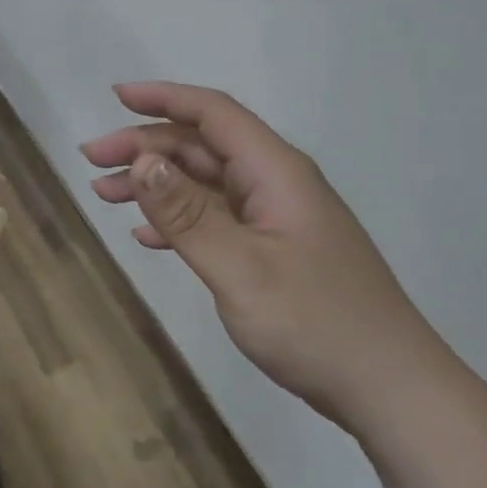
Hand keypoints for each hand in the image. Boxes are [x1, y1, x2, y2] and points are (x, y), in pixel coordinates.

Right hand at [82, 82, 445, 429]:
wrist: (393, 391)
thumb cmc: (317, 324)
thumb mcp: (240, 268)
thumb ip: (186, 213)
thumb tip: (141, 160)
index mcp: (275, 171)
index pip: (213, 113)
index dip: (163, 98)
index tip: (115, 96)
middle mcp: (277, 183)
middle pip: (203, 146)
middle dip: (145, 147)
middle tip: (93, 163)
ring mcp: (278, 218)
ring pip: (206, 183)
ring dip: (156, 184)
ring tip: (105, 195)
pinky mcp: (277, 250)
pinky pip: (217, 218)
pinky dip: (178, 219)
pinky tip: (147, 236)